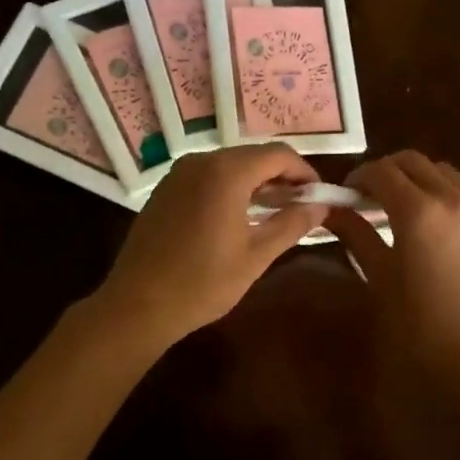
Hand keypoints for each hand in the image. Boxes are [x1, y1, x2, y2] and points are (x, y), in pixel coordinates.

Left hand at [92, 144, 328, 345]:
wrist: (138, 304)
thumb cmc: (203, 282)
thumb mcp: (256, 255)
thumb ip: (292, 224)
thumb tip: (321, 206)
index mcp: (227, 172)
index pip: (279, 155)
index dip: (304, 172)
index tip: (319, 197)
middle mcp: (202, 161)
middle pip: (254, 156)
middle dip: (281, 177)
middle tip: (301, 207)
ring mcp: (179, 173)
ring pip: (230, 165)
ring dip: (256, 183)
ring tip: (274, 213)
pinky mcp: (166, 189)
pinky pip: (208, 176)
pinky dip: (230, 188)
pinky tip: (238, 216)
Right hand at [328, 151, 459, 367]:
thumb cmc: (418, 322)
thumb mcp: (379, 275)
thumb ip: (356, 234)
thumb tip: (332, 211)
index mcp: (418, 210)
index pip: (382, 171)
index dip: (359, 177)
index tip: (347, 194)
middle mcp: (452, 199)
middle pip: (414, 162)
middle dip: (388, 171)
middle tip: (371, 196)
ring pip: (445, 174)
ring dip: (419, 179)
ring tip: (404, 208)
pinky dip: (444, 198)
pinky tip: (435, 230)